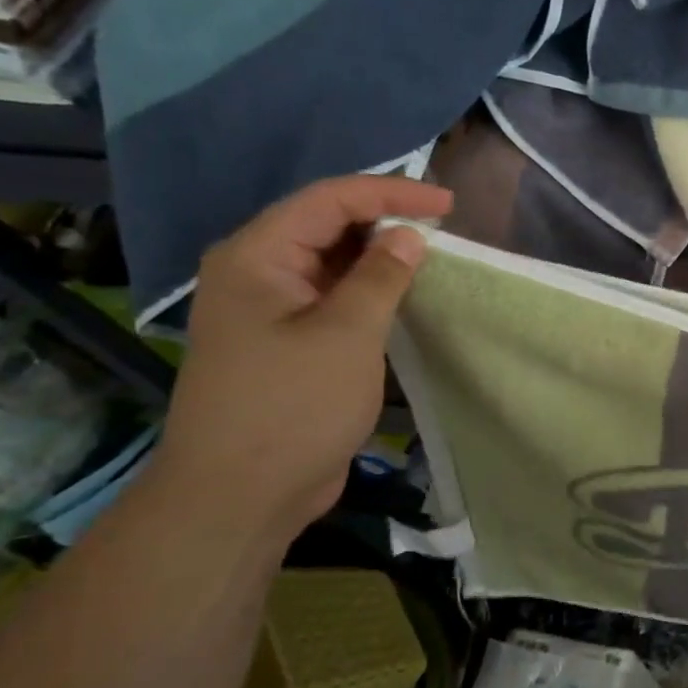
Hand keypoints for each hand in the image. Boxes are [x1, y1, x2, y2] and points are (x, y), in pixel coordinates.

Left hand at [147, 176, 452, 546]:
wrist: (239, 495)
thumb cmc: (292, 407)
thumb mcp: (347, 334)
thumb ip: (380, 276)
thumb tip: (408, 235)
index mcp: (256, 257)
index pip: (329, 201)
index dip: (391, 193)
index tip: (448, 204)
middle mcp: (256, 273)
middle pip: (325, 225)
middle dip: (385, 218)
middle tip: (443, 227)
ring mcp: (269, 310)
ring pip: (330, 262)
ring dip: (379, 255)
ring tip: (431, 254)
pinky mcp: (285, 342)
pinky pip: (331, 297)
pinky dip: (369, 289)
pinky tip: (402, 294)